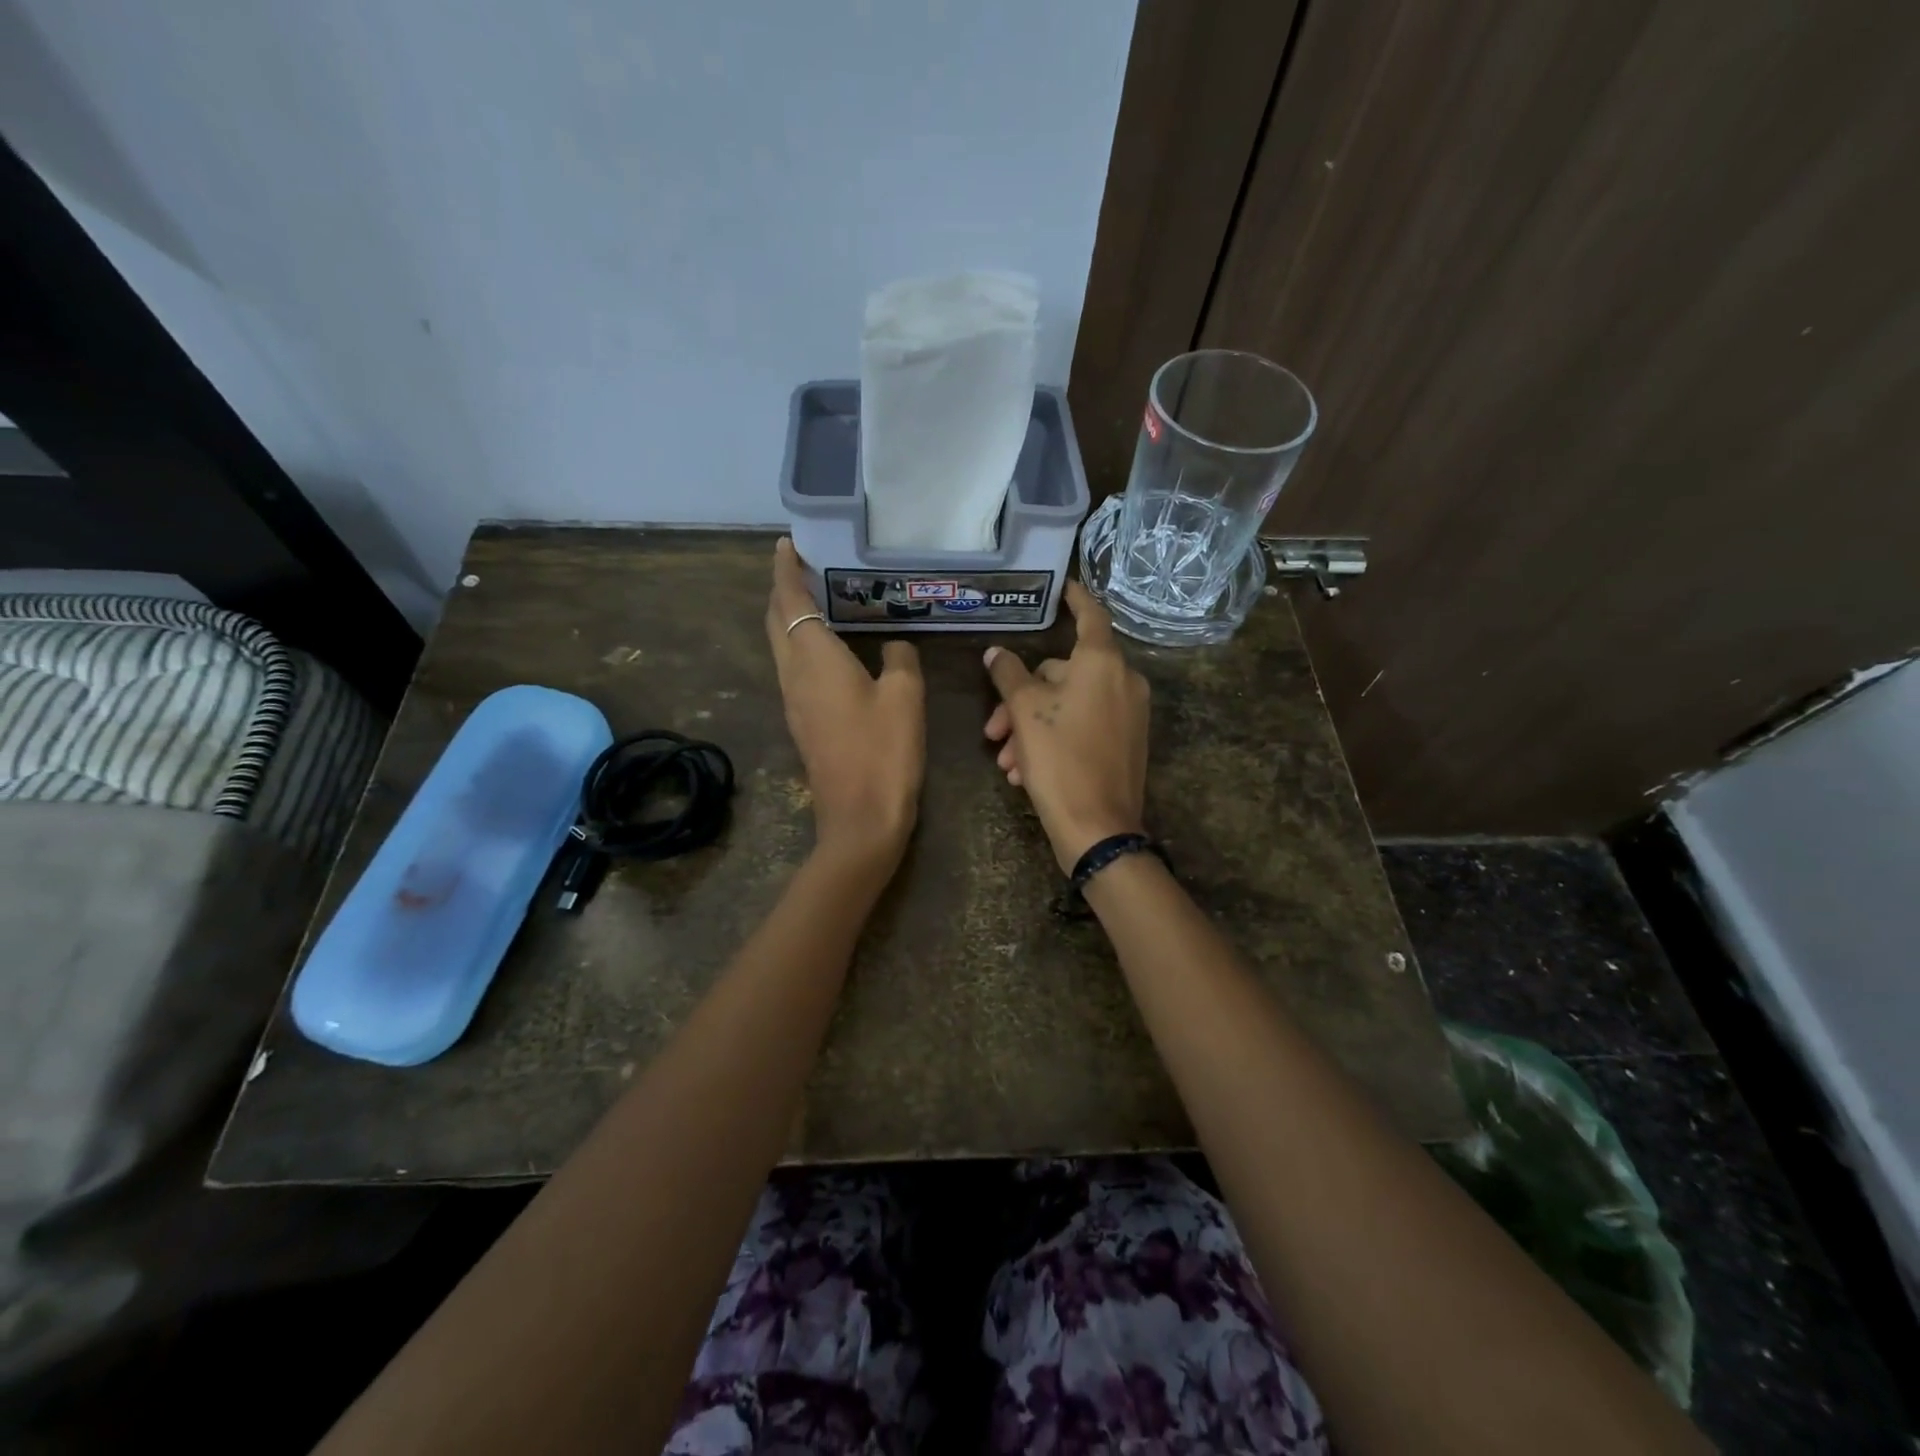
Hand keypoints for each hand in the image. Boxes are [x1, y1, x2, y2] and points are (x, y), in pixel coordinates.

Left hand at [766, 538, 924, 866]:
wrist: (860, 819)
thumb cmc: (884, 752)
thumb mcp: (906, 697)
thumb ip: (900, 660)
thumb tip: (894, 645)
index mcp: (814, 659)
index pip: (791, 601)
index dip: (786, 570)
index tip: (786, 544)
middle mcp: (794, 675)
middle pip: (776, 621)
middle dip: (784, 590)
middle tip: (805, 567)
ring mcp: (794, 702)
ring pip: (781, 646)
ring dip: (790, 618)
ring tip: (817, 599)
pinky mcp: (803, 723)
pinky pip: (794, 669)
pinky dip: (801, 645)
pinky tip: (829, 648)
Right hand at [983, 581, 1149, 873]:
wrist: (1098, 828)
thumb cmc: (1060, 759)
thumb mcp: (1025, 712)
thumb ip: (1009, 675)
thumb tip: (996, 653)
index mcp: (1103, 663)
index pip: (1090, 615)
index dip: (1074, 598)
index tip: (1061, 587)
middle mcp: (1123, 682)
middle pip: (1062, 673)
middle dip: (1021, 701)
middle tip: (993, 731)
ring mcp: (1129, 715)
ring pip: (1067, 706)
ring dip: (1030, 729)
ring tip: (1007, 763)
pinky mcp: (1126, 745)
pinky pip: (1083, 728)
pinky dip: (1053, 742)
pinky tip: (1025, 773)